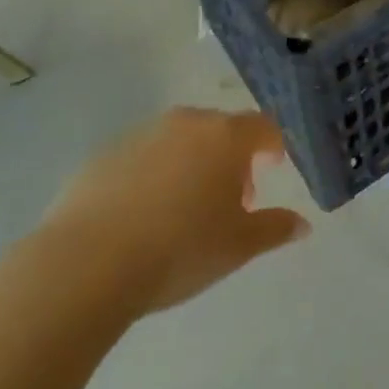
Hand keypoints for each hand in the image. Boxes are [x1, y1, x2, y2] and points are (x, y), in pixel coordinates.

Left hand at [37, 108, 309, 319]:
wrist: (85, 264)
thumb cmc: (179, 249)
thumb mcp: (238, 246)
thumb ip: (274, 229)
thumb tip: (302, 225)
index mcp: (225, 136)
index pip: (262, 126)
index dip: (272, 145)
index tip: (273, 167)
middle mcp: (186, 123)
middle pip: (220, 130)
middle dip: (231, 158)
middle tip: (231, 198)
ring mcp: (141, 135)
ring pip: (179, 141)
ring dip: (191, 163)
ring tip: (184, 208)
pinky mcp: (103, 155)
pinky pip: (141, 157)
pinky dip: (152, 175)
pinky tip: (142, 215)